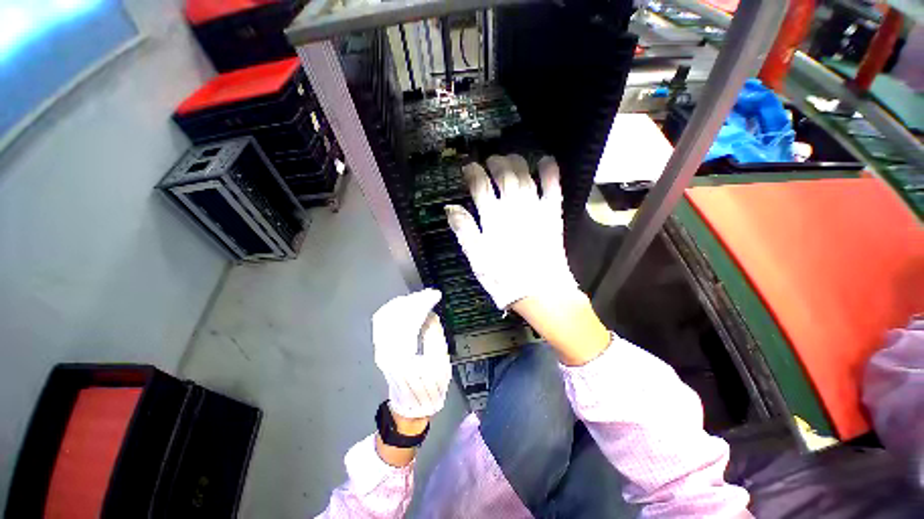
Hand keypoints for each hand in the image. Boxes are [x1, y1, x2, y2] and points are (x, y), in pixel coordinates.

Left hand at [373, 289, 451, 418]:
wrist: (411, 407)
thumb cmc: (429, 388)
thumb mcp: (440, 362)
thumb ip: (434, 335)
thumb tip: (430, 314)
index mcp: (403, 356)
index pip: (410, 320)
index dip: (423, 304)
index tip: (435, 296)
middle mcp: (386, 350)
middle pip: (396, 315)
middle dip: (414, 301)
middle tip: (429, 294)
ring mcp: (380, 349)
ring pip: (386, 316)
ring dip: (403, 303)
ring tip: (419, 298)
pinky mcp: (380, 348)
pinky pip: (382, 322)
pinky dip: (393, 309)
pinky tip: (404, 305)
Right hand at [446, 155, 610, 365]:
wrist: (540, 292)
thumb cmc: (504, 278)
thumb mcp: (476, 258)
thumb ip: (464, 231)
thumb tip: (450, 208)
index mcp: (492, 218)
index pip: (480, 187)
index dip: (473, 174)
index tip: (469, 168)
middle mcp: (512, 208)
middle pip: (504, 177)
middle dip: (496, 163)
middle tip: (491, 159)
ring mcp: (534, 209)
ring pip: (525, 178)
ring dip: (518, 163)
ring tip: (512, 157)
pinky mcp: (552, 216)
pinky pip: (552, 189)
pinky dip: (550, 173)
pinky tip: (547, 161)